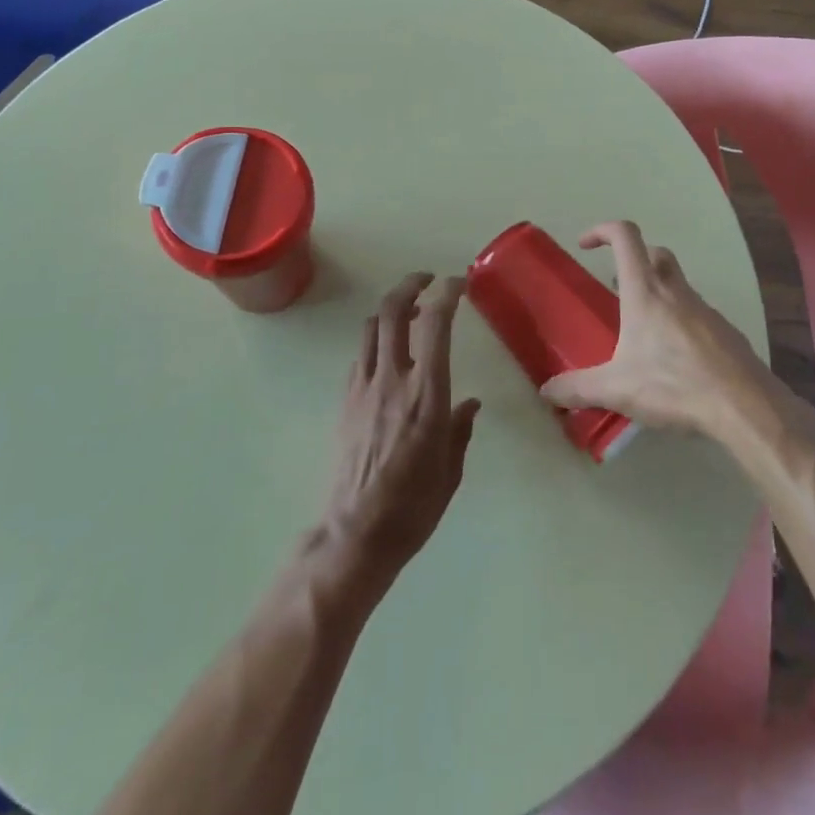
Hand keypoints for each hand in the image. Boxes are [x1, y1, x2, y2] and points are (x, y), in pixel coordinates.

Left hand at [315, 273, 481, 596]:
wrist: (356, 533)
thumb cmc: (414, 505)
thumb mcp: (451, 469)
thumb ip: (460, 428)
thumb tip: (469, 404)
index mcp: (426, 393)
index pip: (435, 324)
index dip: (447, 294)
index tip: (458, 284)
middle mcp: (392, 379)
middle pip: (393, 311)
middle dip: (410, 285)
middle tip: (426, 281)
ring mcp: (363, 387)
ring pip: (371, 328)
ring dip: (391, 310)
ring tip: (409, 314)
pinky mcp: (345, 400)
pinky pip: (361, 355)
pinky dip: (376, 342)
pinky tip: (388, 358)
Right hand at [540, 221, 779, 438]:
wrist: (745, 407)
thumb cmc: (674, 386)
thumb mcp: (617, 390)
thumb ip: (578, 388)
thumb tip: (547, 391)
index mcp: (645, 292)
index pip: (626, 237)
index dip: (602, 230)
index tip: (585, 245)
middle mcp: (676, 291)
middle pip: (656, 253)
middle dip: (633, 259)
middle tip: (616, 287)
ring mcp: (705, 309)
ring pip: (678, 284)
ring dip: (657, 293)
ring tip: (642, 332)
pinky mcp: (725, 332)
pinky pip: (697, 314)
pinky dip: (680, 322)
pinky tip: (675, 358)